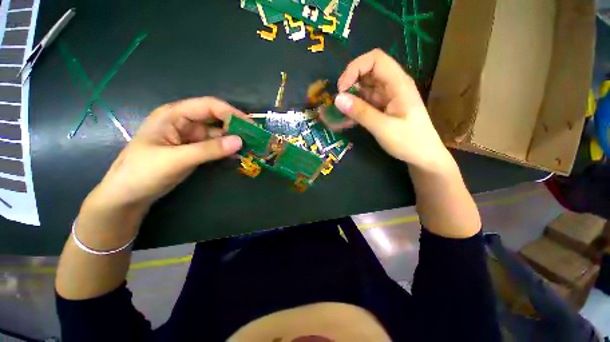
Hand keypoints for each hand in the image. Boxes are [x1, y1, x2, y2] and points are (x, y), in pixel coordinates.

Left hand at [91, 97, 246, 211]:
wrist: (128, 195)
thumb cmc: (143, 172)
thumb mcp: (176, 159)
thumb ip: (209, 150)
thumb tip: (240, 141)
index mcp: (174, 115)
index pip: (208, 106)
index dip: (230, 113)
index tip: (250, 126)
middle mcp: (184, 122)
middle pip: (216, 119)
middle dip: (236, 127)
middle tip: (254, 138)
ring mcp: (191, 137)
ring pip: (218, 133)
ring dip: (234, 139)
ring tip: (251, 147)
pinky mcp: (195, 149)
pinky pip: (216, 146)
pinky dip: (227, 149)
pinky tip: (239, 154)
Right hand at [325, 49, 450, 170]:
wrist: (423, 156)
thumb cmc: (409, 142)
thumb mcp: (384, 128)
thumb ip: (361, 113)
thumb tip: (337, 98)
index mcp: (398, 84)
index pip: (375, 59)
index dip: (355, 68)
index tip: (341, 88)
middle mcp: (392, 85)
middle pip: (367, 71)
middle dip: (349, 83)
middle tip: (338, 101)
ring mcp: (387, 97)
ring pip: (364, 87)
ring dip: (350, 97)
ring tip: (338, 113)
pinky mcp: (382, 107)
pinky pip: (365, 102)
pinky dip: (354, 108)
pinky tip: (345, 120)